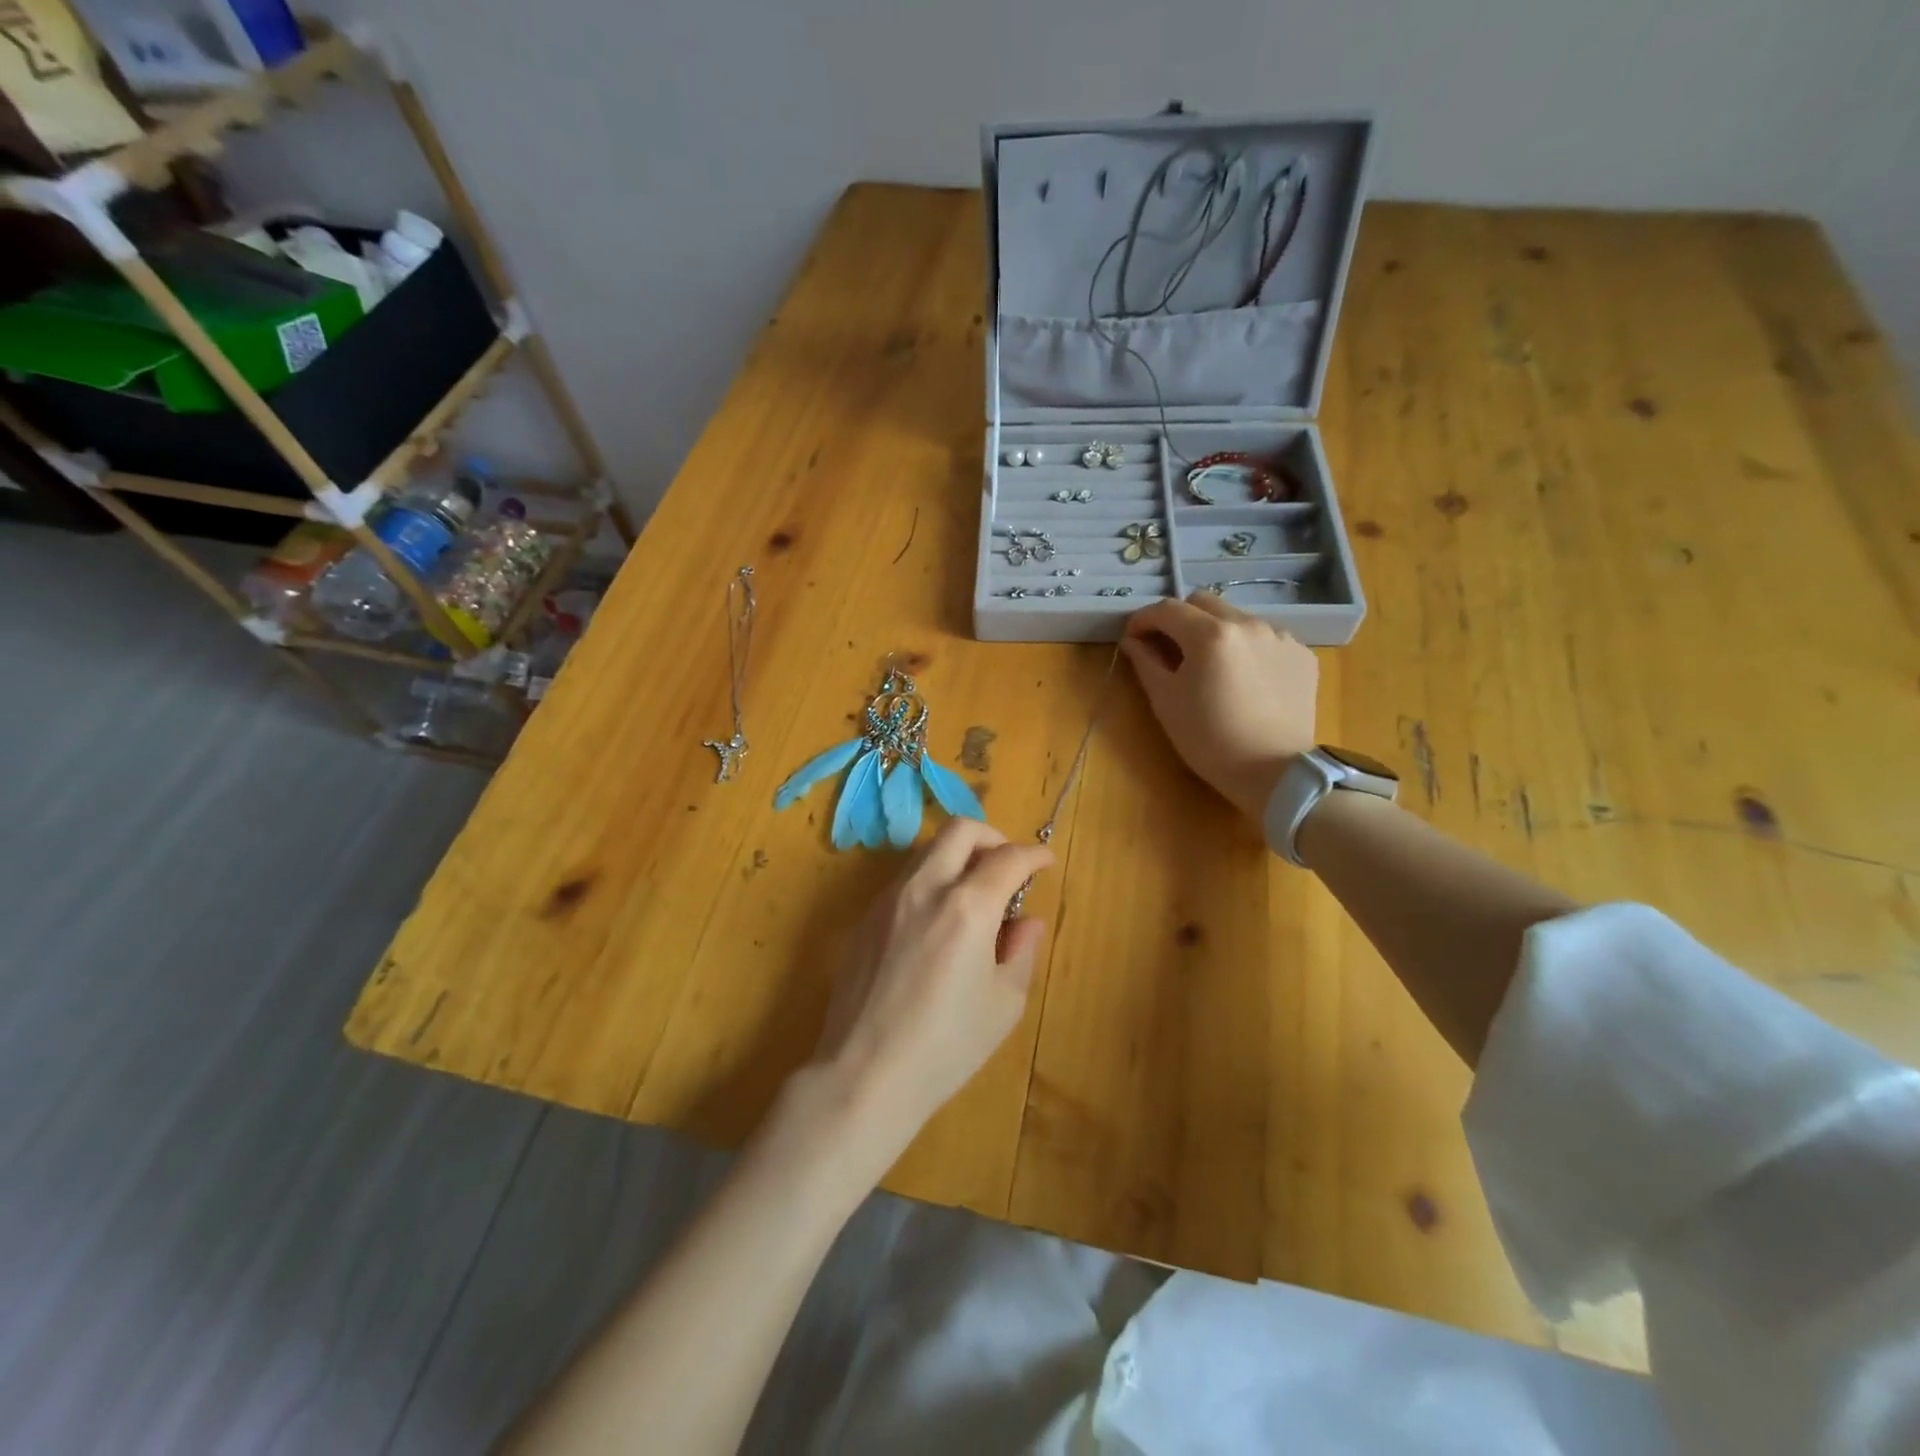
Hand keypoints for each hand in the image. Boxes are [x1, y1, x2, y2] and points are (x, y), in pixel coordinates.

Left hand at [808, 819, 1053, 1164]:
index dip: (1034, 855)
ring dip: (958, 856)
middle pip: (960, 830)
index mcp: (967, 907)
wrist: (865, 1074)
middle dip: (992, 837)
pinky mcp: (864, 919)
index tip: (1045, 861)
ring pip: (927, 850)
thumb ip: (1021, 951)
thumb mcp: (1003, 1003)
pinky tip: (938, 922)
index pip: (1008, 858)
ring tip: (974, 894)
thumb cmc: (946, 1046)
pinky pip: (905, 880)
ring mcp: (888, 900)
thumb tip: (1025, 922)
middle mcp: (925, 888)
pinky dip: (931, 881)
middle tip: (1008, 866)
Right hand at [1121, 591, 1318, 820]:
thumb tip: (1133, 640)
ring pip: (1236, 618)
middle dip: (1180, 619)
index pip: (1167, 609)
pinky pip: (1265, 639)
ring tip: (1211, 666)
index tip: (1133, 637)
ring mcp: (1280, 637)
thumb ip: (1146, 662)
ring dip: (1215, 632)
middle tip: (1169, 648)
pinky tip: (1244, 679)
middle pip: (1203, 603)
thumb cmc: (1209, 740)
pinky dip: (1247, 649)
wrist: (1274, 773)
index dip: (1144, 619)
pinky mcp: (1302, 655)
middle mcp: (1248, 623)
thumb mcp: (1166, 701)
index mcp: (1210, 634)